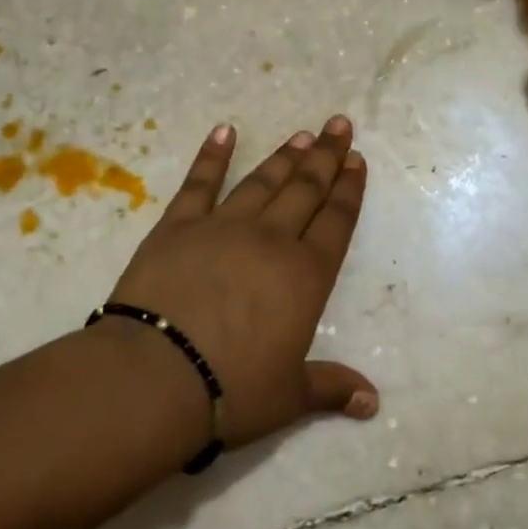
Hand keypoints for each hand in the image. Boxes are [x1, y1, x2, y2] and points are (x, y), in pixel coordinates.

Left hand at [105, 117, 377, 447]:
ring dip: (284, 156)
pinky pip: (199, 184)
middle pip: (306, 190)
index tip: (357, 160)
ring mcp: (223, 228)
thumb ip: (331, 388)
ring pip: (262, 182)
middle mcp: (271, 241)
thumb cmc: (231, 390)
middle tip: (339, 125)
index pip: (336, 221)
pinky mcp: (177, 227)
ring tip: (301, 133)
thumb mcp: (289, 396)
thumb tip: (372, 403)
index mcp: (305, 276)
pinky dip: (212, 156)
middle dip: (326, 156)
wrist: (155, 377)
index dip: (349, 189)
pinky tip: (224, 132)